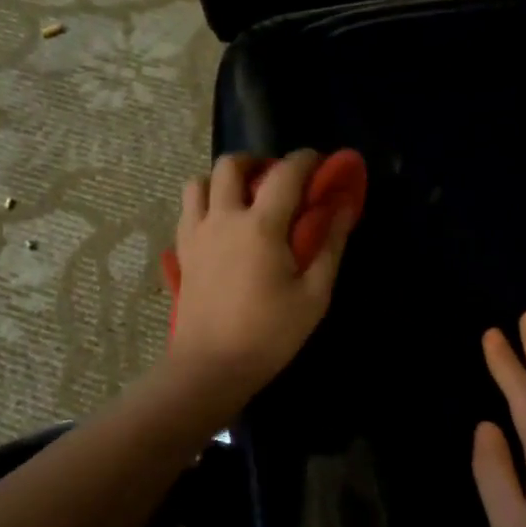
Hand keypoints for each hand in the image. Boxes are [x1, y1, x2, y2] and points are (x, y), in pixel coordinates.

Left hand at [167, 150, 353, 409]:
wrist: (210, 366)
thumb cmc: (269, 334)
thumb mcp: (313, 295)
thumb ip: (329, 245)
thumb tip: (343, 206)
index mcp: (260, 226)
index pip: (285, 173)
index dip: (306, 160)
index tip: (320, 164)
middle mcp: (223, 218)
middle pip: (232, 164)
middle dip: (258, 162)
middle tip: (278, 182)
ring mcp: (196, 233)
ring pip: (200, 182)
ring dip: (224, 181)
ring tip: (245, 201)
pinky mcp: (182, 252)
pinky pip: (188, 210)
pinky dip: (205, 204)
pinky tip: (222, 227)